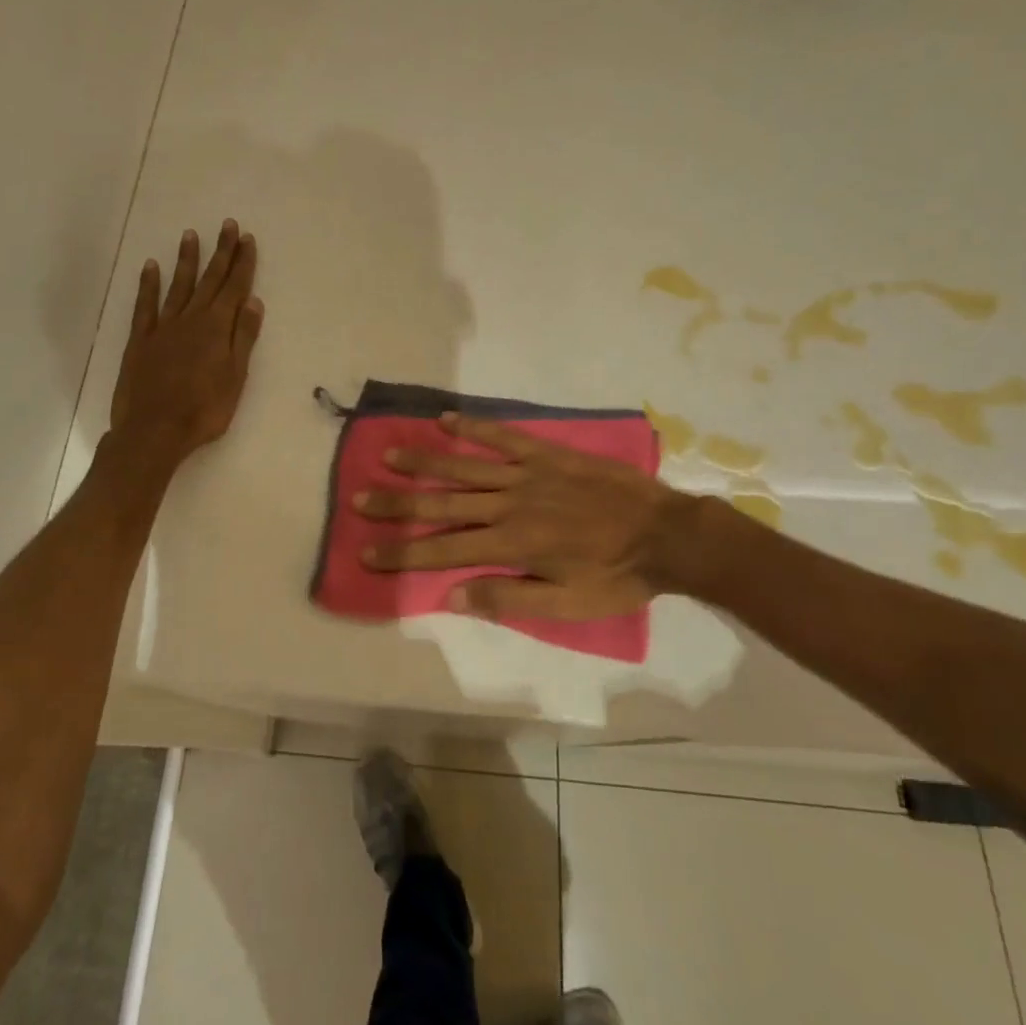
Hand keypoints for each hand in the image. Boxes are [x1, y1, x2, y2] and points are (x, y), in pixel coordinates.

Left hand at [108, 220, 263, 469]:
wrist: (154, 431)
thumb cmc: (203, 410)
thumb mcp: (235, 377)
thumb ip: (242, 338)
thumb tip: (252, 301)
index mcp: (216, 328)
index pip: (234, 288)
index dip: (242, 263)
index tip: (247, 239)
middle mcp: (190, 319)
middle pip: (209, 280)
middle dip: (221, 253)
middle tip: (227, 226)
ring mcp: (162, 327)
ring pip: (178, 286)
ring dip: (187, 260)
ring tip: (191, 235)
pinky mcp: (140, 340)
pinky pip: (145, 305)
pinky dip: (148, 284)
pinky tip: (151, 266)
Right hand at [355, 414, 711, 619]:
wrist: (666, 534)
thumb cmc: (616, 576)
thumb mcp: (566, 605)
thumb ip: (507, 599)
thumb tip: (452, 597)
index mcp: (511, 544)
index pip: (443, 549)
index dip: (402, 551)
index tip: (366, 551)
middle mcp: (509, 504)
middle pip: (442, 503)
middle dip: (398, 504)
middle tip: (359, 498)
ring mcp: (527, 474)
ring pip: (464, 466)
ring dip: (425, 461)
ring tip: (389, 455)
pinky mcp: (546, 454)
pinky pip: (503, 436)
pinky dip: (473, 427)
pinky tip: (445, 419)